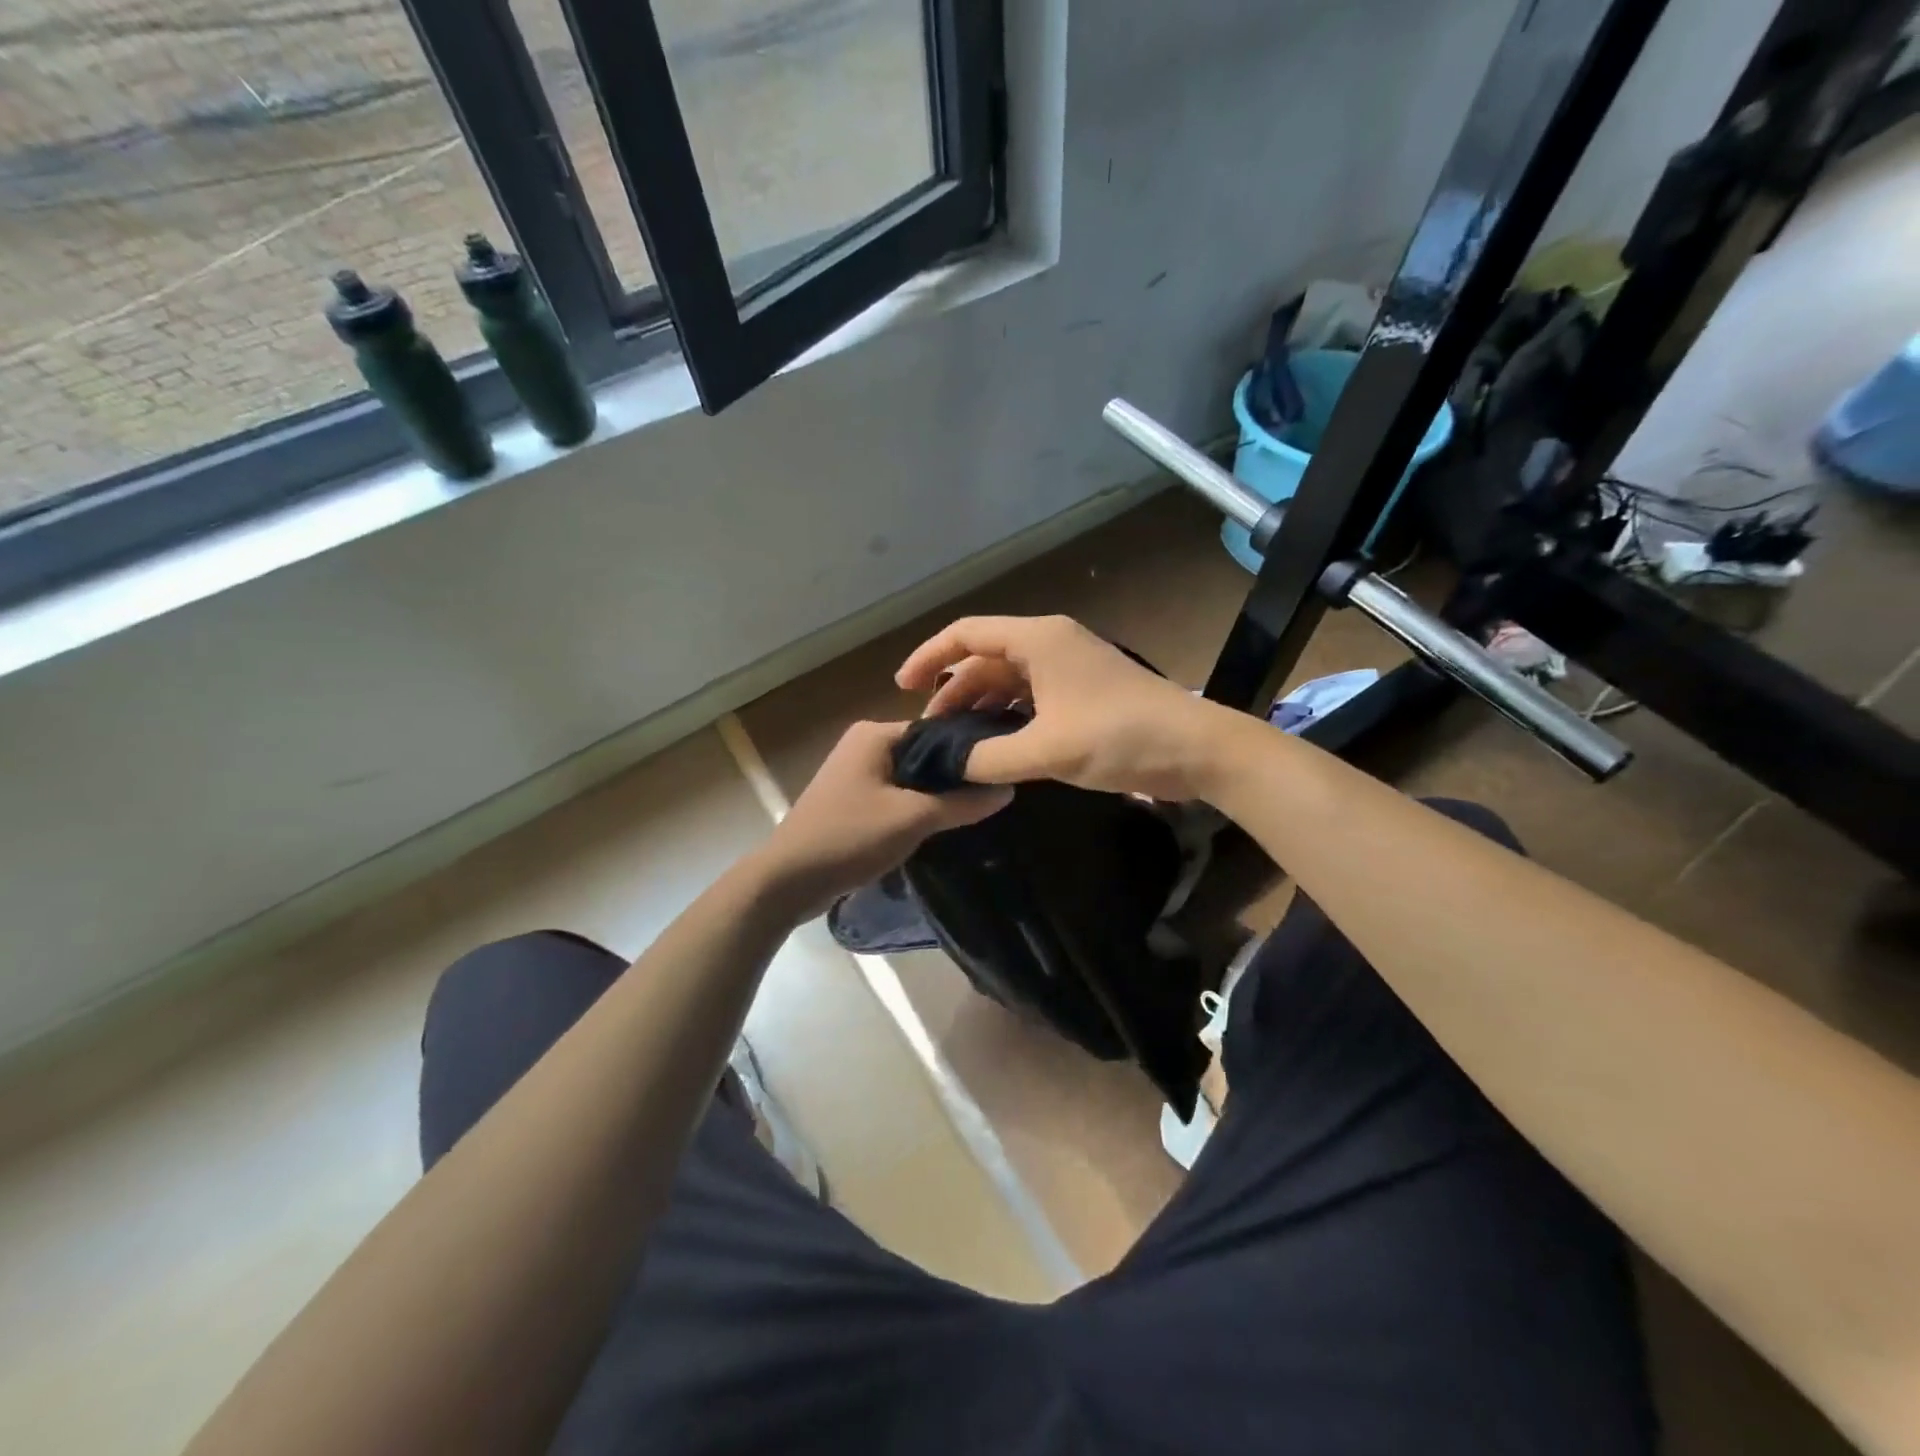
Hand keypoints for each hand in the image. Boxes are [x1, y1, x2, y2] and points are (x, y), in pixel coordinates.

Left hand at [753, 720, 1011, 916]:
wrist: (789, 880)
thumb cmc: (850, 837)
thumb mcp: (913, 818)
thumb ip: (962, 803)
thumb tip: (1008, 788)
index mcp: (875, 733)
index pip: (939, 729)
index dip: (971, 750)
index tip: (1004, 770)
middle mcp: (864, 744)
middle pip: (926, 753)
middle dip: (956, 774)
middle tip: (997, 793)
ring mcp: (856, 772)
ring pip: (912, 776)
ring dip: (938, 793)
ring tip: (978, 809)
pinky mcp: (853, 799)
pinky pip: (897, 794)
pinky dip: (917, 806)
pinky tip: (943, 824)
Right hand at [895, 615, 1223, 799]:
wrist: (1196, 749)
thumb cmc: (1119, 736)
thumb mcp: (1046, 750)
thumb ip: (989, 758)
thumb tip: (949, 766)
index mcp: (1038, 640)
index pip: (966, 635)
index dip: (929, 657)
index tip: (902, 689)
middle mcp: (1050, 645)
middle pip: (985, 660)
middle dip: (954, 693)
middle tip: (932, 735)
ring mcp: (1069, 669)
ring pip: (1008, 682)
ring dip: (981, 709)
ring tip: (957, 745)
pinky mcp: (1083, 694)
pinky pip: (1031, 699)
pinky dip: (1008, 719)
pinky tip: (995, 748)